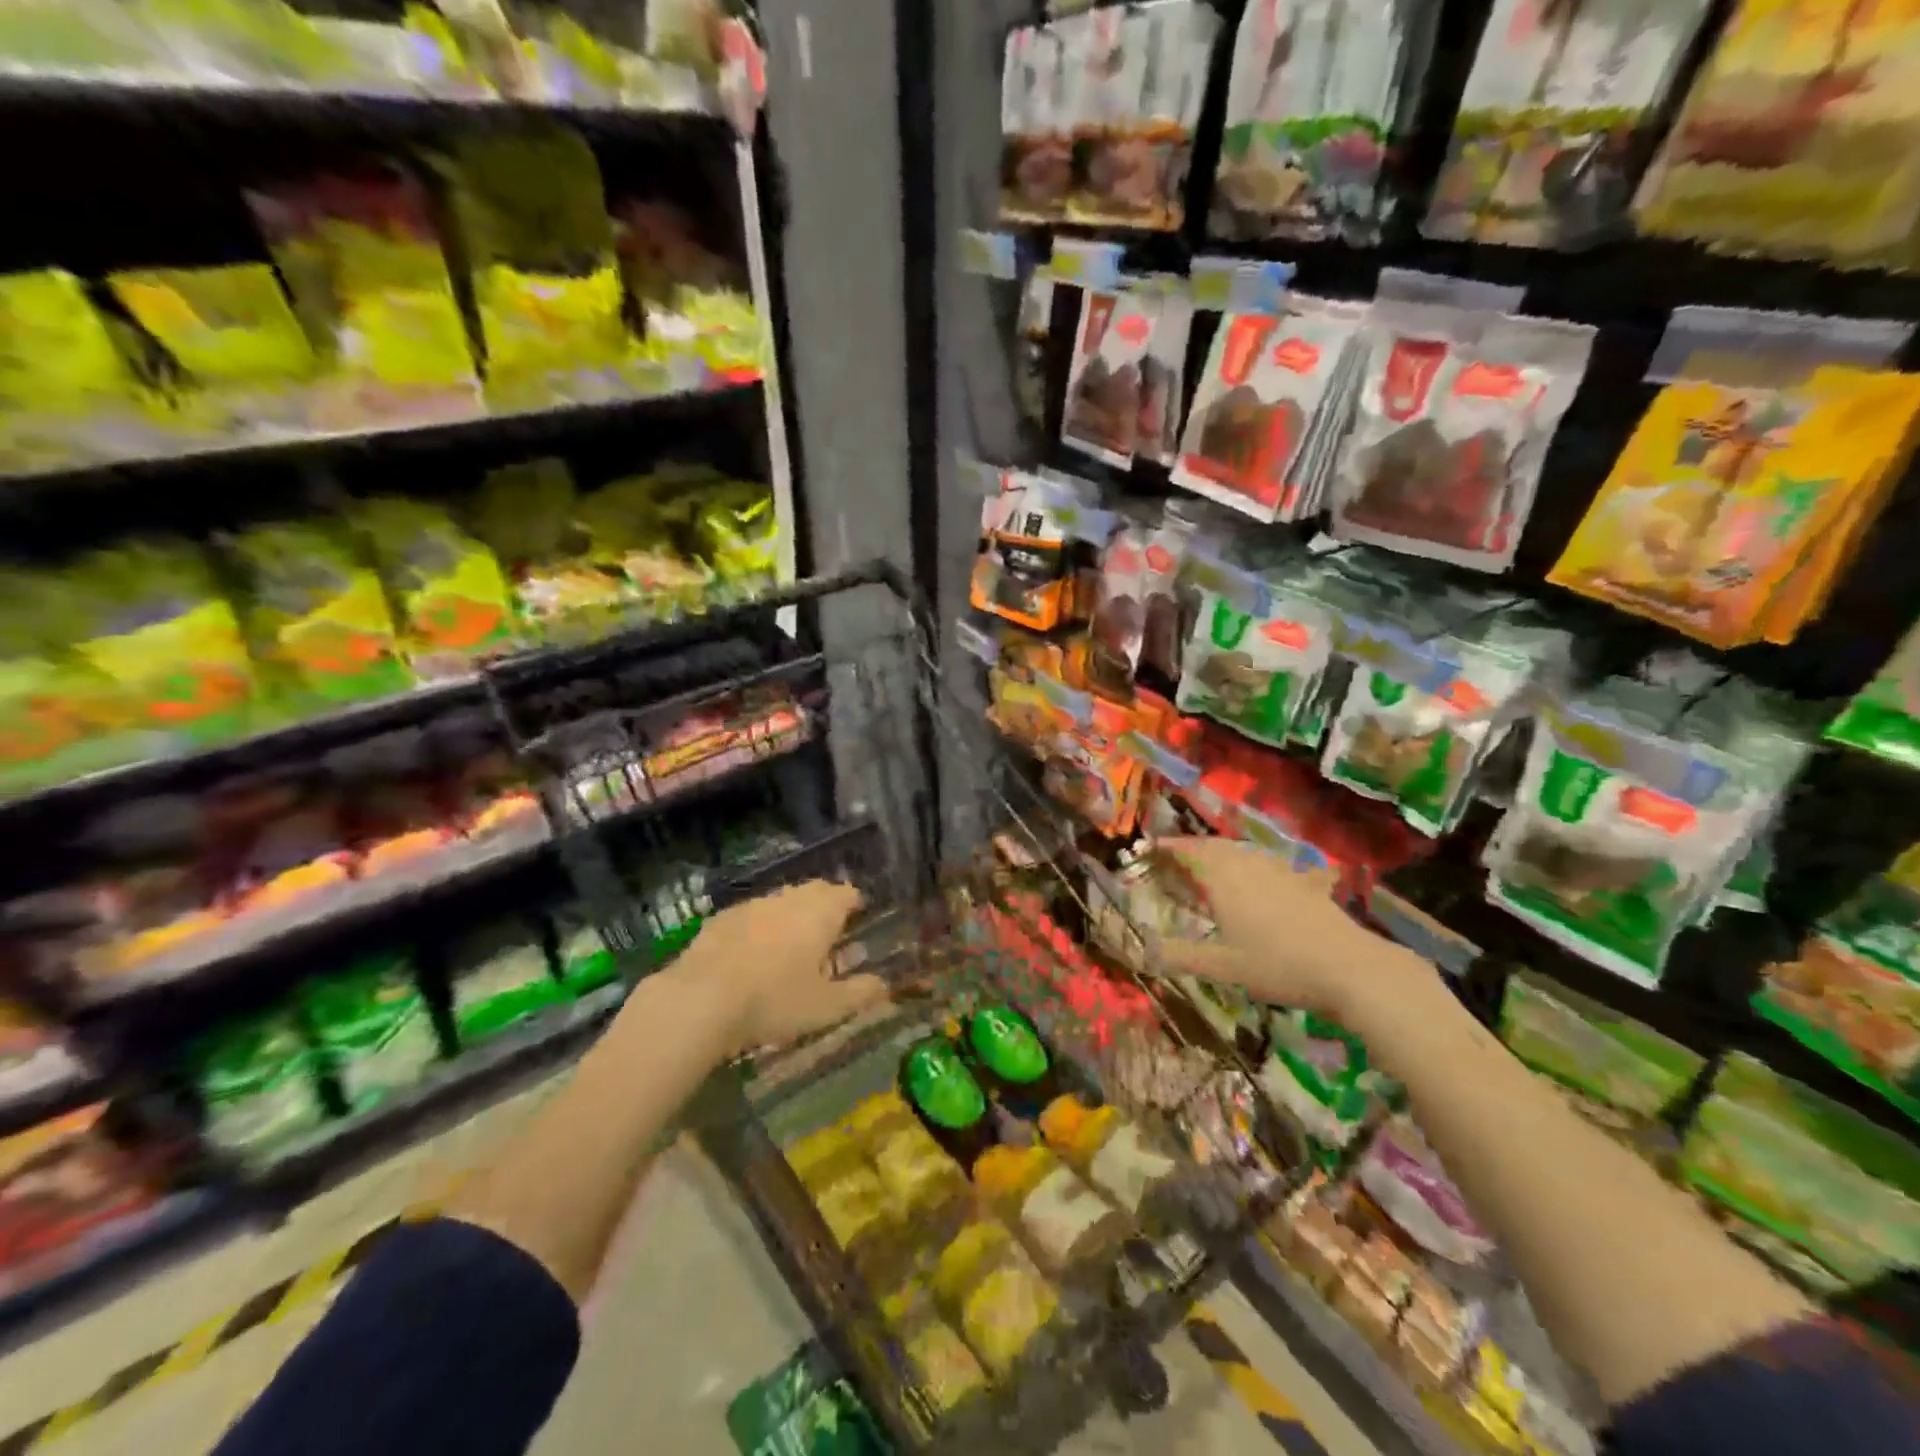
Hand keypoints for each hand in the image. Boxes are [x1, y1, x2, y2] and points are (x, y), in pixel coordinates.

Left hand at [670, 880, 887, 1056]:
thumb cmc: (774, 1000)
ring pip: (781, 900)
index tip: (858, 917)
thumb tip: (884, 984)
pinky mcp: (721, 919)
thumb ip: (859, 993)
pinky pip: (751, 914)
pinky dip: (760, 926)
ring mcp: (752, 905)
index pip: (846, 893)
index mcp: (820, 913)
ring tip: (792, 942)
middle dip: (825, 904)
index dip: (854, 903)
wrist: (701, 999)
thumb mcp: (826, 1007)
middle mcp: (789, 899)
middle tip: (828, 930)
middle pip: (814, 890)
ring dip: (791, 913)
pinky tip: (752, 951)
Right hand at [1152, 837, 1429, 1024]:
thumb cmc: (1277, 965)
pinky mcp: (1303, 882)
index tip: (1150, 847)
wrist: (1349, 967)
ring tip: (1210, 867)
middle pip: (1215, 846)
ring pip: (1242, 852)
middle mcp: (1248, 865)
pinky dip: (1251, 866)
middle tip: (1176, 858)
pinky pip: (1267, 864)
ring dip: (1221, 854)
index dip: (1169, 848)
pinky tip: (1258, 879)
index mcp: (1223, 879)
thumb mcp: (1222, 967)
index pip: (1189, 852)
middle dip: (1193, 848)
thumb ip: (1181, 957)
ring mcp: (1279, 871)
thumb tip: (1144, 951)